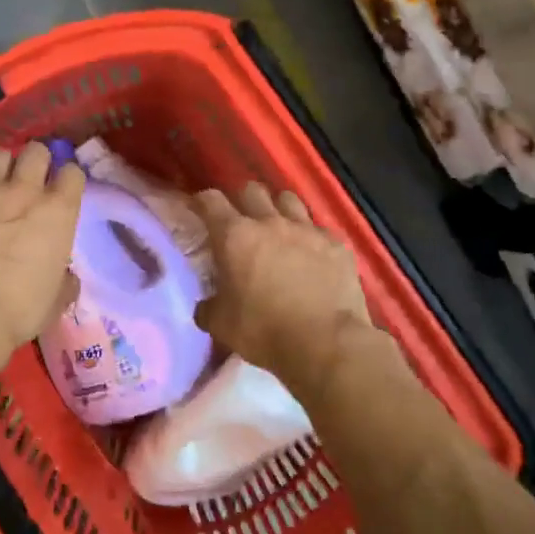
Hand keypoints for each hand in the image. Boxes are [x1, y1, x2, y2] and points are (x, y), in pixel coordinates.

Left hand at [0, 143, 84, 393]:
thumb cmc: (18, 312)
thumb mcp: (56, 299)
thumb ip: (64, 278)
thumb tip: (64, 274)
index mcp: (57, 211)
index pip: (72, 173)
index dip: (67, 181)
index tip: (62, 193)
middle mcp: (22, 190)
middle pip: (36, 151)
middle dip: (36, 162)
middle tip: (29, 182)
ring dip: (0, 168)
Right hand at [192, 183, 376, 391]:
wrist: (326, 343)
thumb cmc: (265, 331)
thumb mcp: (222, 326)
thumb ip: (208, 308)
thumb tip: (205, 307)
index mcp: (236, 236)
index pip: (211, 200)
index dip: (202, 202)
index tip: (199, 209)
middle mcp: (270, 222)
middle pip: (251, 190)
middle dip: (242, 201)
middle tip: (241, 222)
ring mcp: (307, 229)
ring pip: (287, 199)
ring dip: (278, 209)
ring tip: (278, 229)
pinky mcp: (336, 243)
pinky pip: (318, 228)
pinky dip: (310, 237)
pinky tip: (312, 255)